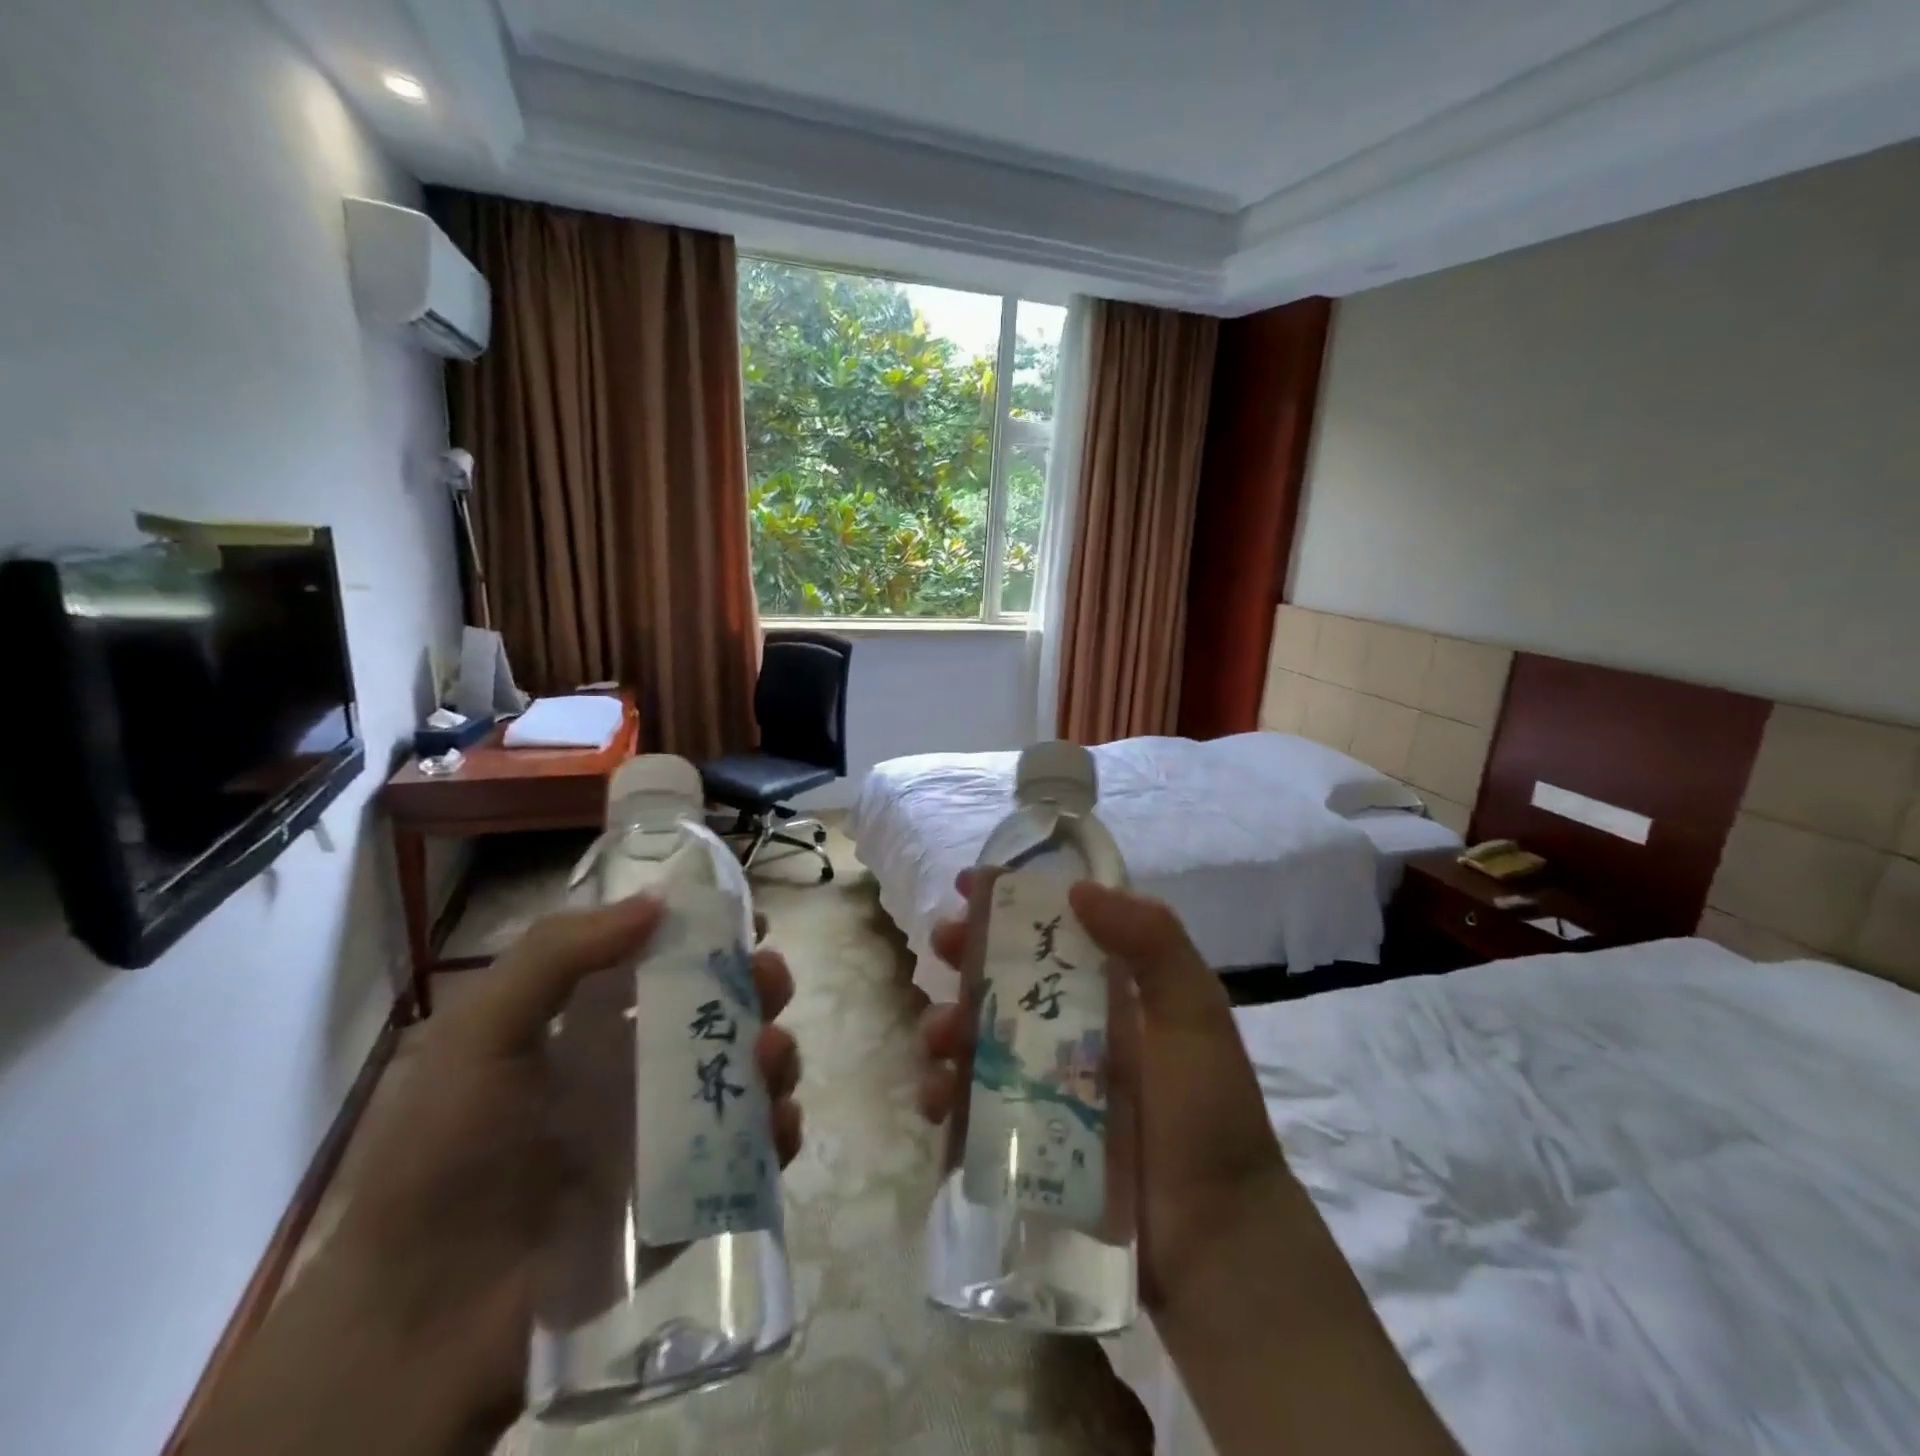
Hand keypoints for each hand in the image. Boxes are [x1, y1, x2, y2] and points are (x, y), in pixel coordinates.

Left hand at [185, 896, 801, 1455]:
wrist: (424, 1327)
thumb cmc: (446, 1159)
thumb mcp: (478, 1037)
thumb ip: (555, 955)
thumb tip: (658, 902)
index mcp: (591, 1024)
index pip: (665, 960)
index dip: (711, 933)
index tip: (750, 919)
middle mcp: (637, 1068)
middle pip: (721, 1010)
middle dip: (758, 984)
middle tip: (769, 980)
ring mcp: (669, 1132)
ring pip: (748, 1073)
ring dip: (776, 1052)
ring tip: (771, 1056)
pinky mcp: (691, 1193)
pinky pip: (754, 1152)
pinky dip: (779, 1130)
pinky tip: (777, 1125)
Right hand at [917, 874, 1288, 1312]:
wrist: (1214, 1243)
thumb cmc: (1205, 1117)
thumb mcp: (1194, 1014)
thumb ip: (1153, 941)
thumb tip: (1079, 889)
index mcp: (1108, 993)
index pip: (1050, 932)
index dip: (1009, 904)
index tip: (969, 884)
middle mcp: (1070, 1029)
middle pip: (1003, 978)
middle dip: (966, 955)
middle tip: (943, 944)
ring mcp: (1041, 1084)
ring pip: (975, 1037)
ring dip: (945, 1024)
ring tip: (941, 1038)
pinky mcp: (1020, 1137)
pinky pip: (966, 1104)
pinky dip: (942, 1092)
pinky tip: (937, 1097)